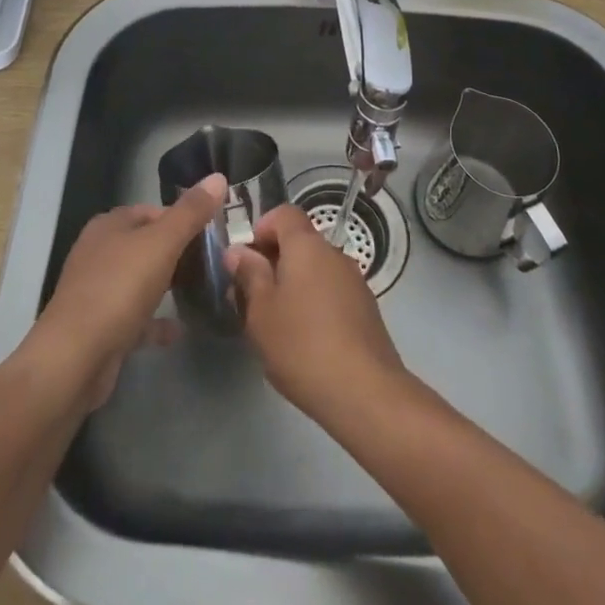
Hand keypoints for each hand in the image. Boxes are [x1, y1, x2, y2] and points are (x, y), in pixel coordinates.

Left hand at [27, 174, 224, 411]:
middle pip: (146, 245)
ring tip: (202, 291)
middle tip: (212, 262)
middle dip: (177, 252)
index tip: (212, 232)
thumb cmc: (119, 289)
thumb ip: (191, 212)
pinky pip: (135, 318)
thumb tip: (218, 177)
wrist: (75, 359)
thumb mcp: (162, 243)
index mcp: (109, 226)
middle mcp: (99, 253)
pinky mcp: (100, 327)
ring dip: (167, 285)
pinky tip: (179, 329)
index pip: (152, 211)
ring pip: (140, 281)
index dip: (182, 218)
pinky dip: (156, 322)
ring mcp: (97, 291)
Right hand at [225, 204, 406, 422]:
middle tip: (251, 298)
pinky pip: (331, 292)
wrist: (365, 391)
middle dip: (273, 262)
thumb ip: (249, 275)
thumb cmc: (302, 345)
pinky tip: (304, 340)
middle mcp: (334, 253)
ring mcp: (355, 281)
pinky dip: (314, 303)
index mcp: (307, 246)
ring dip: (293, 285)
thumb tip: (239, 250)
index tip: (245, 260)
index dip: (261, 228)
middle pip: (300, 242)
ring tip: (275, 324)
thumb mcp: (261, 312)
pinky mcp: (366, 309)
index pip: (284, 214)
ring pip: (315, 270)